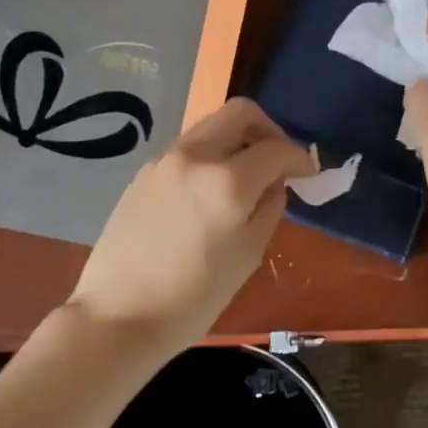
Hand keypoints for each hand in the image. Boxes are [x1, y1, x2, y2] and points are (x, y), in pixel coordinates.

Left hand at [67, 98, 314, 354]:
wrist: (119, 315)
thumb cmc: (193, 298)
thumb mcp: (248, 256)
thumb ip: (269, 208)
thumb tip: (274, 183)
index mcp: (227, 181)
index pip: (277, 149)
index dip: (300, 158)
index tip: (309, 173)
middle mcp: (195, 156)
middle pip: (240, 112)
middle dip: (268, 130)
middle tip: (278, 161)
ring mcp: (164, 160)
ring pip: (211, 126)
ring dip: (236, 140)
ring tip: (245, 176)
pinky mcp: (143, 172)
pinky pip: (188, 147)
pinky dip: (209, 155)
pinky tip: (210, 190)